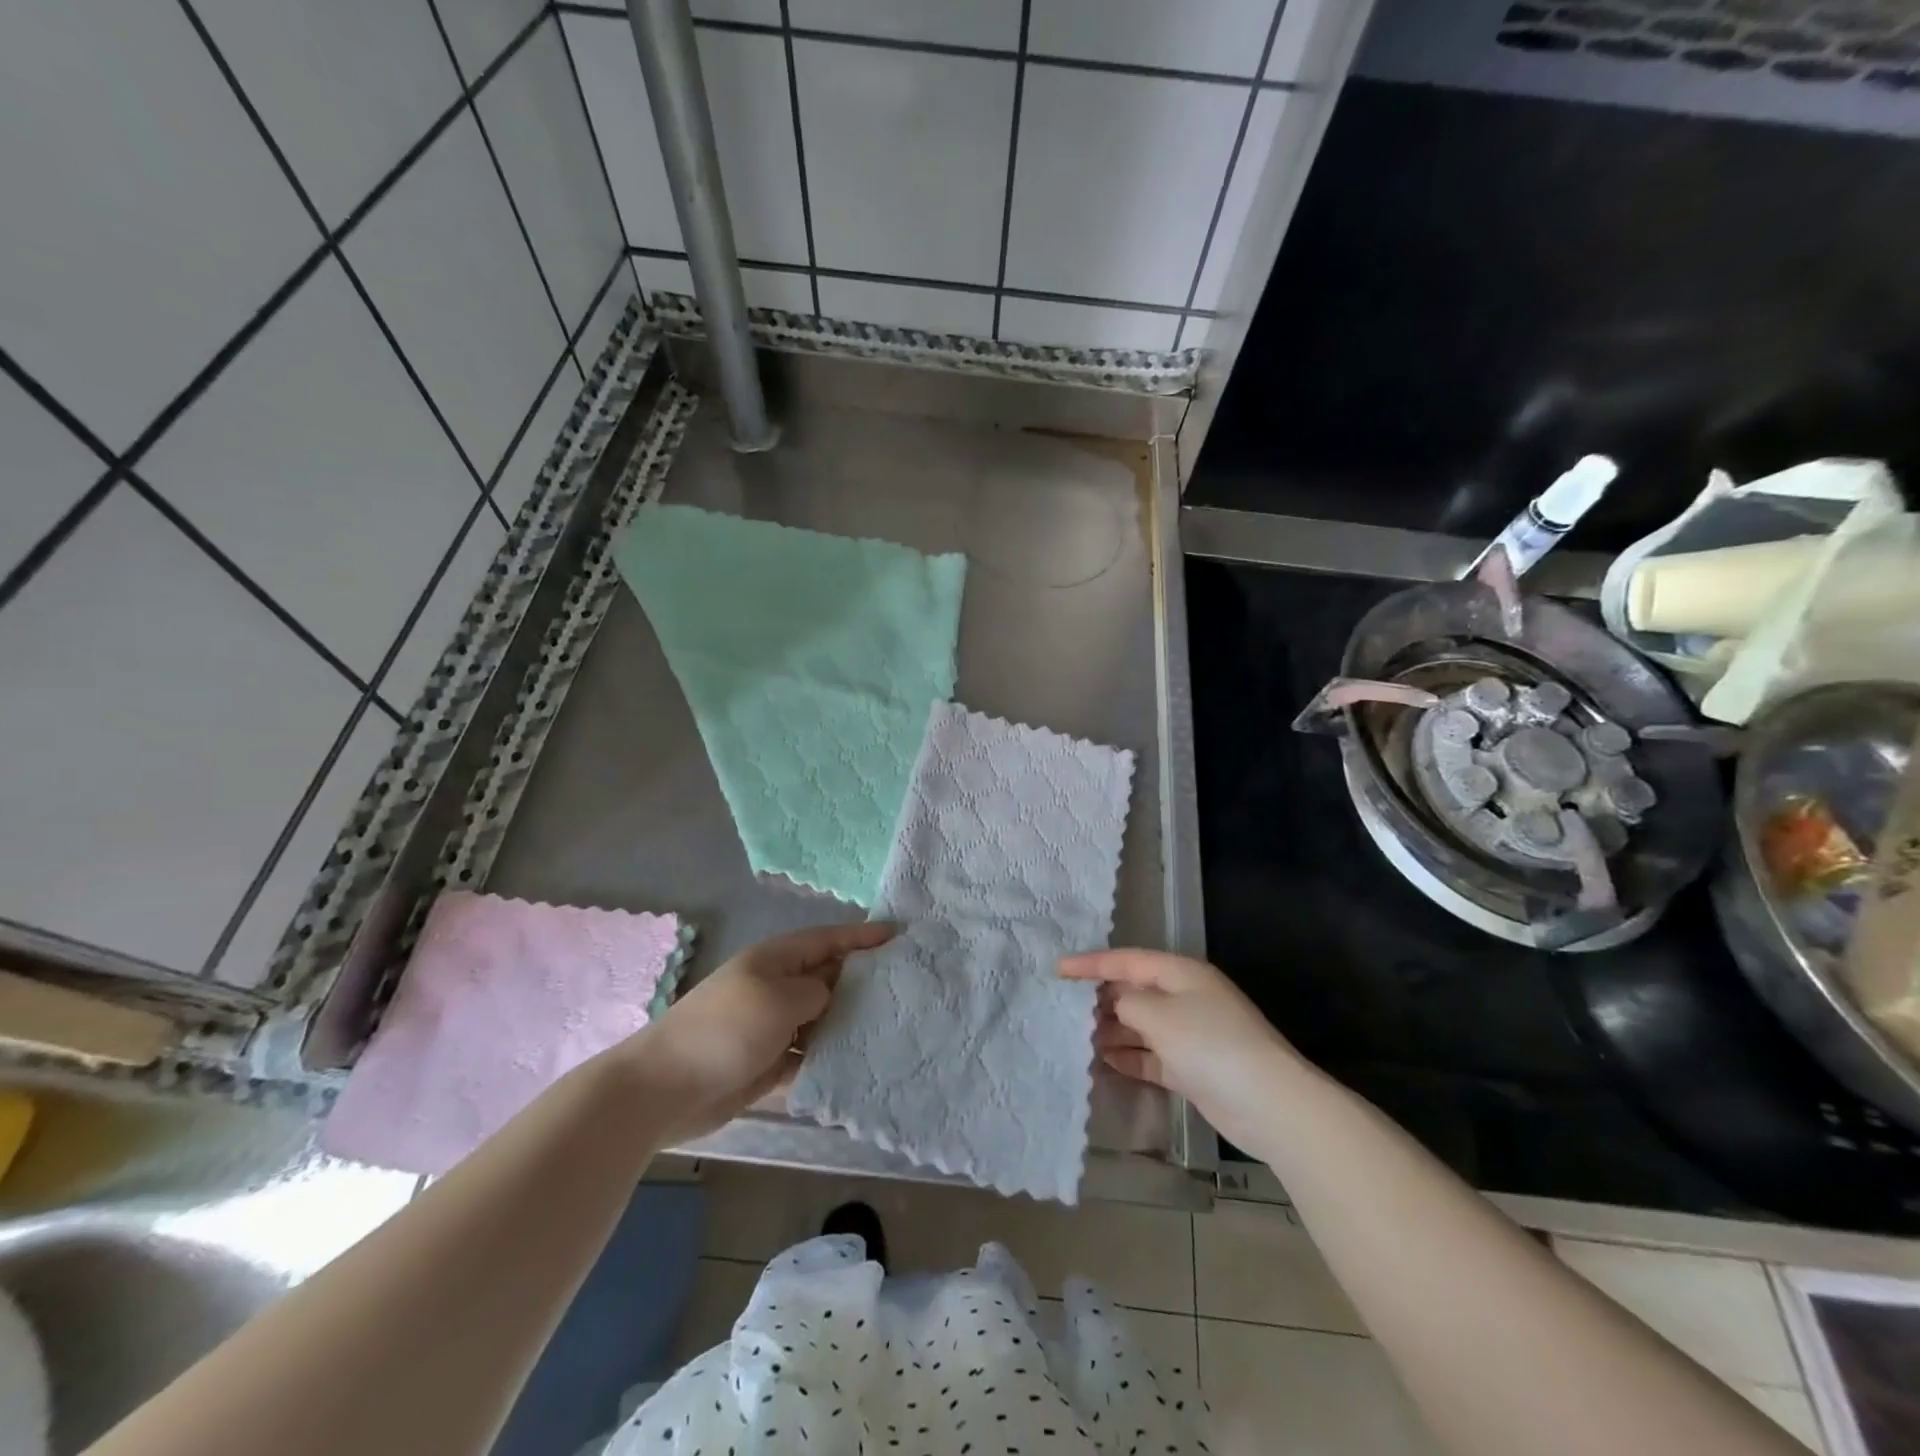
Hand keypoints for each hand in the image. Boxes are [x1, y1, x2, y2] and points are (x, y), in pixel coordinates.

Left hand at [618, 921, 893, 1142]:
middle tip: (906, 987)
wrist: (665, 1089)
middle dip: (862, 981)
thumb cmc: (726, 1030)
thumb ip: (817, 991)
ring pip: (821, 1018)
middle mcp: (776, 987)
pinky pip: (807, 1054)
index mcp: (776, 960)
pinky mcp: (767, 1061)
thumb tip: (830, 997)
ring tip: (891, 1029)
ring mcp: (771, 1025)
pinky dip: (827, 1058)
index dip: (862, 936)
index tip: (898, 935)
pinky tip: (856, 1065)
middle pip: (828, 978)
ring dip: (848, 1024)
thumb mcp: (780, 999)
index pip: (828, 940)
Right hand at [1060, 949, 1300, 1151]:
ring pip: (1142, 1025)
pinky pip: (1152, 1056)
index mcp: (1180, 973)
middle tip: (1063, 1009)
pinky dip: (1130, 1057)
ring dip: (1112, 1031)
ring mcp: (1191, 1034)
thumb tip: (1116, 1004)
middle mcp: (1185, 997)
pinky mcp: (1193, 1068)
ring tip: (1077, 1038)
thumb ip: (1127, 1003)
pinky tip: (1104, 1062)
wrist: (1268, 1103)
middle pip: (1134, 991)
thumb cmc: (1209, 1043)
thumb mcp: (1158, 1014)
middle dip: (1101, 999)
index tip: (1057, 970)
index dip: (1091, 963)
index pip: (1126, 960)